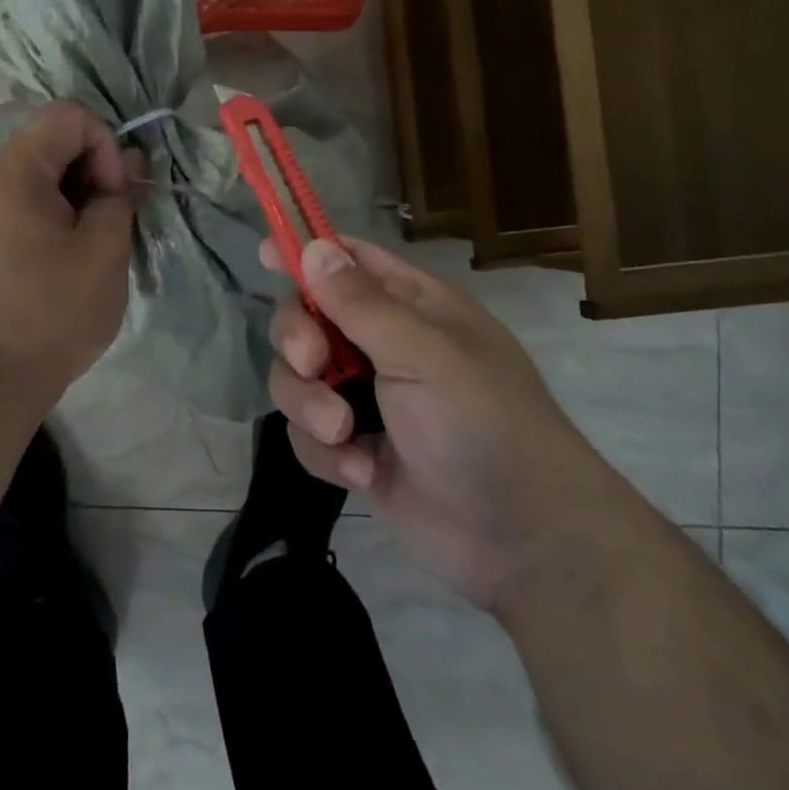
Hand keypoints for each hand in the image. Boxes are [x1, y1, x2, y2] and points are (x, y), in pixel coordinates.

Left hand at [0, 101, 142, 397]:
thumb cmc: (52, 312)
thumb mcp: (104, 250)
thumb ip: (120, 196)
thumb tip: (127, 163)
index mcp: (16, 172)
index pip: (69, 116)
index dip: (104, 144)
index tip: (113, 194)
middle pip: (54, 140)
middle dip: (95, 168)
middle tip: (115, 216)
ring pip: (45, 173)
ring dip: (81, 193)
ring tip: (100, 238)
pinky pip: (30, 201)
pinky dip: (61, 212)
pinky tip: (76, 252)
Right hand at [264, 236, 620, 610]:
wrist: (525, 542)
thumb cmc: (483, 423)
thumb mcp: (423, 354)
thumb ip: (360, 303)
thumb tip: (312, 247)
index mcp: (409, 306)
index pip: (347, 261)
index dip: (305, 253)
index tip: (263, 255)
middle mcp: (382, 345)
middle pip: (305, 318)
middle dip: (297, 340)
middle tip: (314, 364)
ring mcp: (366, 400)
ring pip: (297, 378)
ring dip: (309, 404)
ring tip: (344, 433)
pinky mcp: (354, 451)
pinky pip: (306, 434)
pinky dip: (326, 452)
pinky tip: (362, 472)